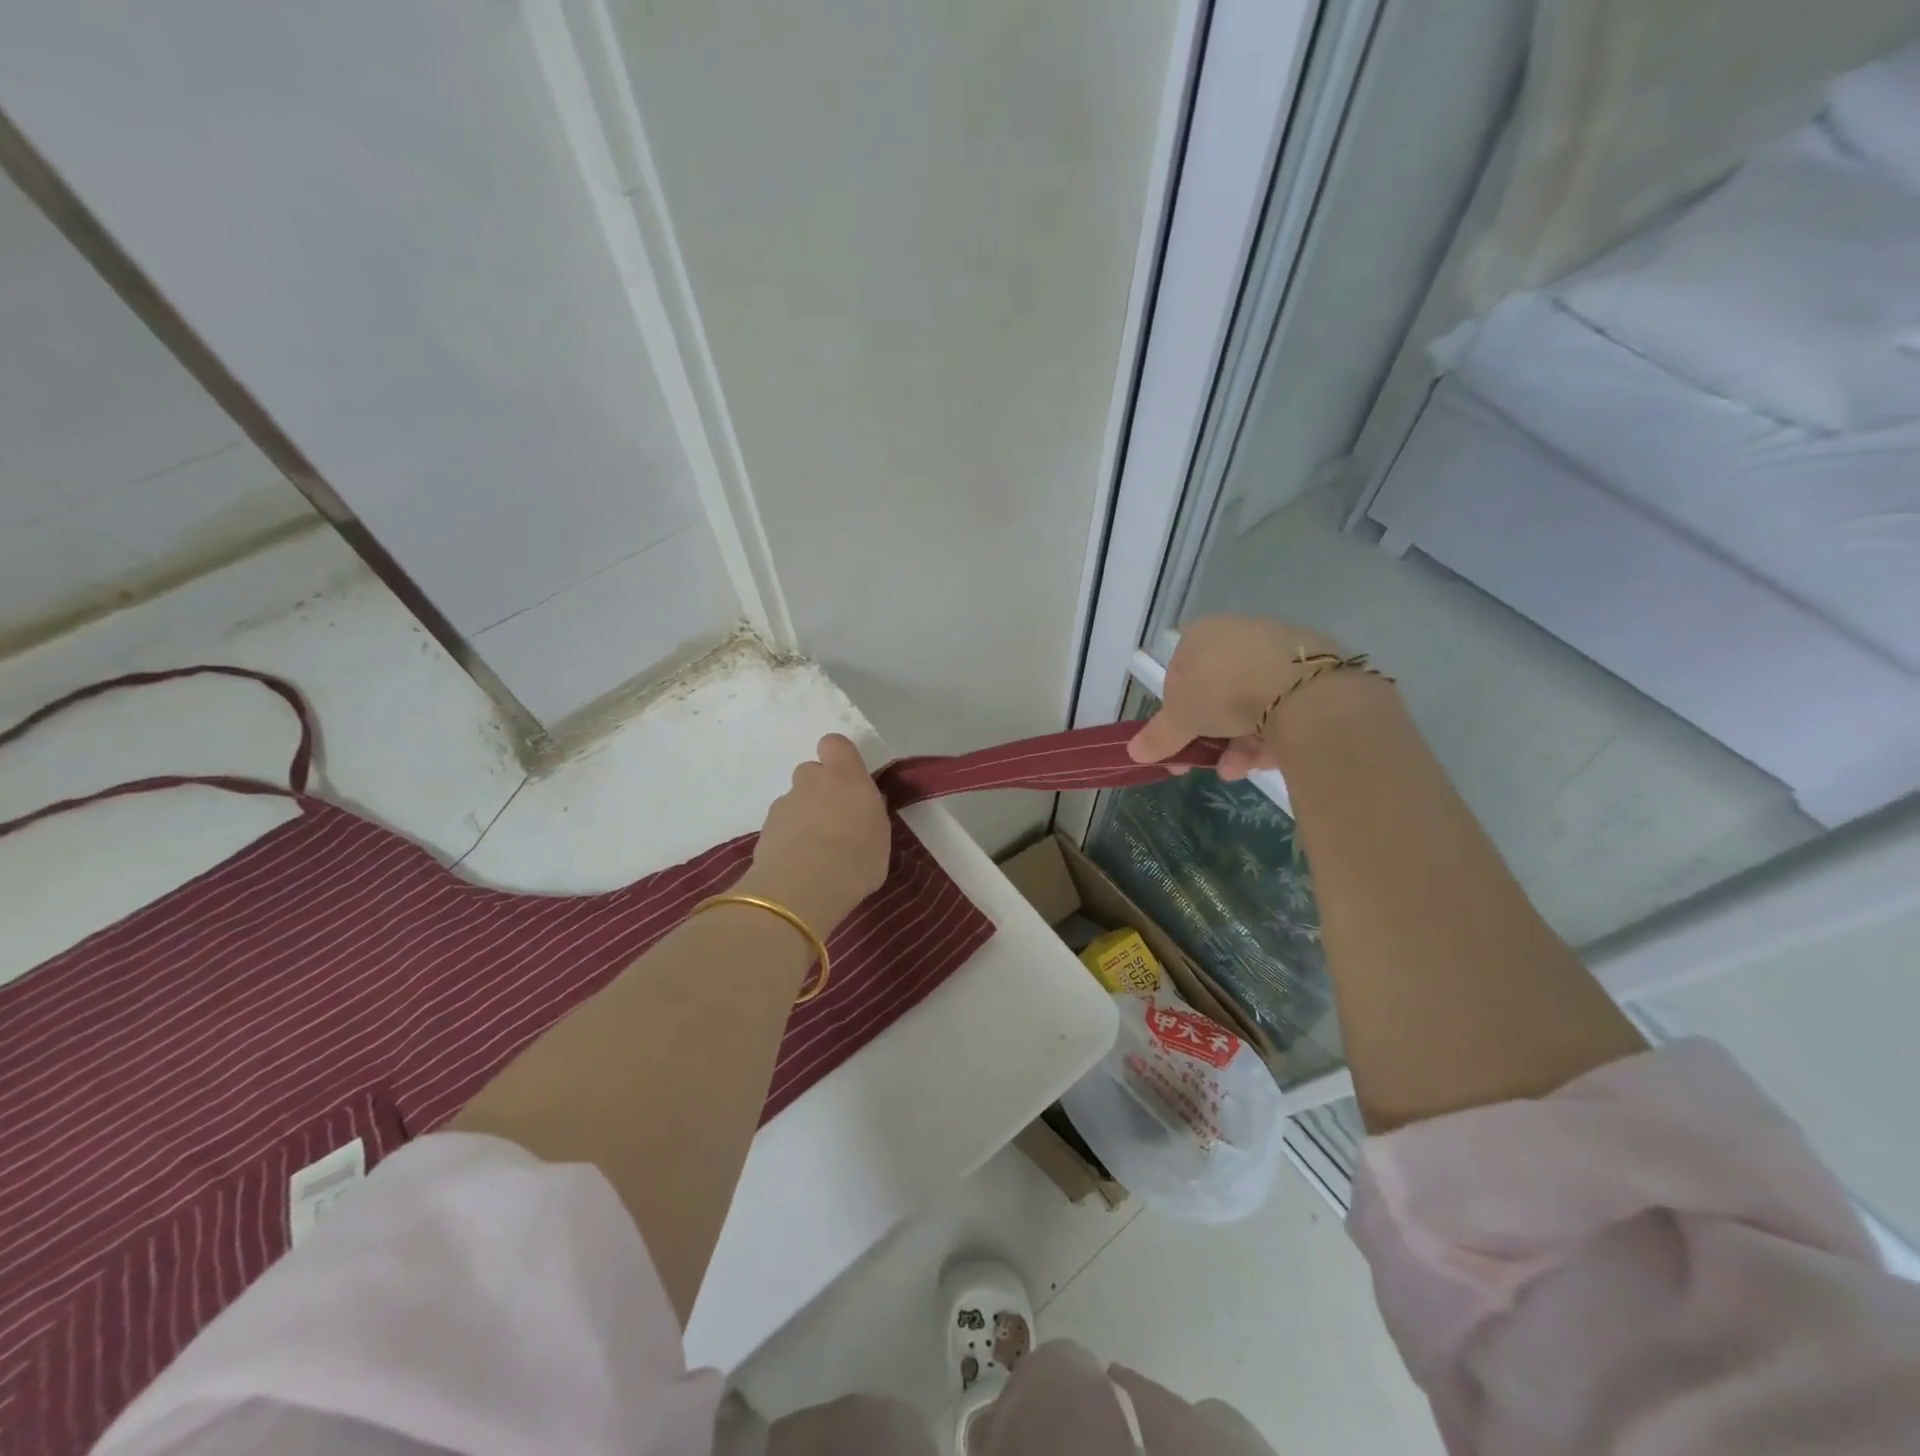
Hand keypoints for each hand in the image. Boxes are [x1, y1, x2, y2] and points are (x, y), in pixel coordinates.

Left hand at [740, 734, 890, 932]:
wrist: (803, 887)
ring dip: (803, 816)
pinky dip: (788, 838)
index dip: (839, 757)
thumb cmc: (856, 859)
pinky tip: (799, 865)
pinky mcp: (764, 829)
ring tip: (816, 851)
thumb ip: (871, 814)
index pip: (835, 743)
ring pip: (795, 800)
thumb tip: (865, 806)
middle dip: (820, 790)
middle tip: (834, 821)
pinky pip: (781, 826)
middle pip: (811, 772)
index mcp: (845, 776)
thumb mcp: (881, 837)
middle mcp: (811, 781)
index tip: (849, 780)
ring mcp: (784, 804)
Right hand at [1127, 615, 1344, 778]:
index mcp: (1201, 634)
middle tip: (1206, 765)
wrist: (1299, 687)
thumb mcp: (1180, 719)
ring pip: (1250, 706)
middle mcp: (1238, 634)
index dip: (1176, 713)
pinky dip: (1271, 736)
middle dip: (1210, 736)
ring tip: (1237, 770)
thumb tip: (1132, 752)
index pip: (1179, 674)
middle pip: (1217, 694)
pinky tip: (1267, 760)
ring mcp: (1278, 651)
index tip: (1178, 742)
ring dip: (1239, 744)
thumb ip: (1158, 736)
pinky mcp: (1313, 672)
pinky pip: (1282, 709)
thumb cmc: (1222, 691)